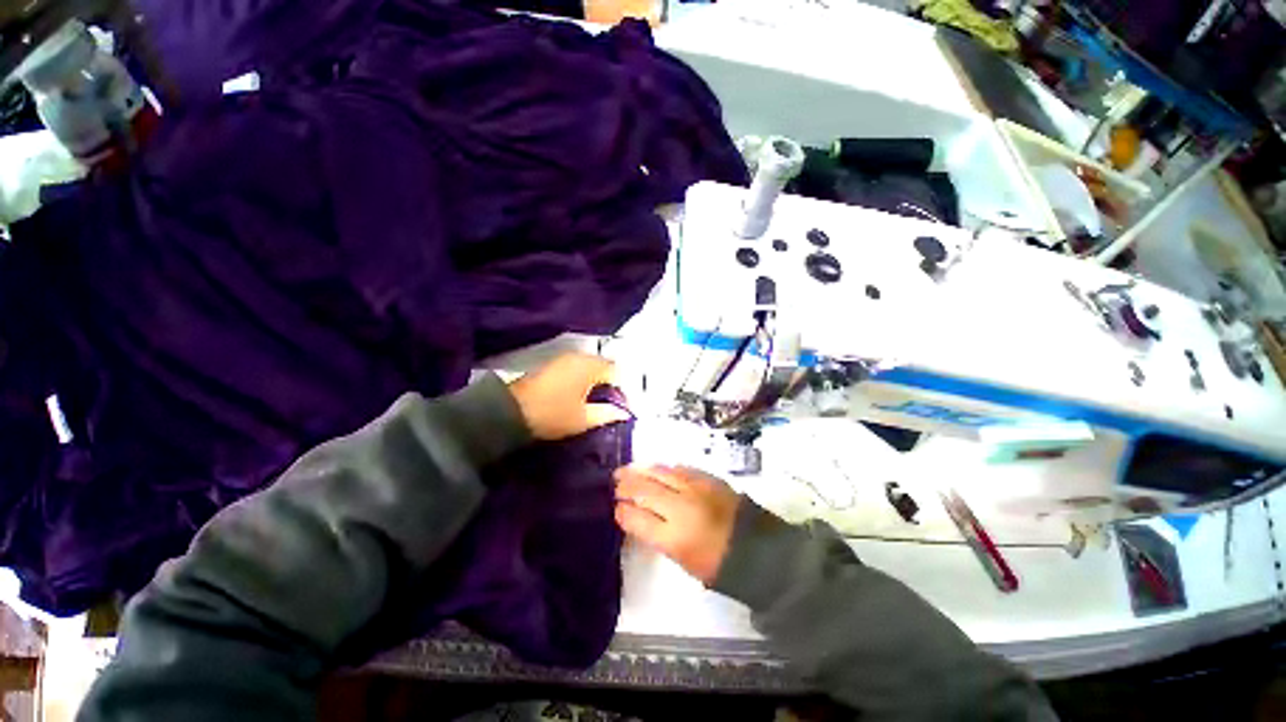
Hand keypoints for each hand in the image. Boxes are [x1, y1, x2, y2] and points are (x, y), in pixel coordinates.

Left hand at [507, 353, 630, 440]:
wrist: (510, 412)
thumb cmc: (553, 414)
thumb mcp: (584, 418)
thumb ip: (608, 414)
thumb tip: (624, 413)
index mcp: (590, 366)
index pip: (616, 371)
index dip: (622, 389)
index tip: (620, 408)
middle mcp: (578, 356)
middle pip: (603, 366)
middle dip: (609, 384)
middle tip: (609, 405)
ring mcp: (563, 358)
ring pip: (589, 366)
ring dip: (595, 381)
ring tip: (594, 402)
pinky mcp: (551, 364)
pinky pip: (576, 368)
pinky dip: (582, 379)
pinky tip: (578, 395)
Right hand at [614, 465, 740, 584]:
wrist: (754, 547)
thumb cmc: (716, 563)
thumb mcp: (681, 558)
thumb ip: (656, 534)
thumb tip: (637, 514)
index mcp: (673, 537)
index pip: (637, 518)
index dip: (622, 510)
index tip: (615, 506)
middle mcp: (681, 508)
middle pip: (645, 490)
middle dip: (626, 485)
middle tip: (615, 481)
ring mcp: (695, 489)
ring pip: (660, 473)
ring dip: (641, 470)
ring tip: (628, 469)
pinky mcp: (707, 478)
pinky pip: (680, 468)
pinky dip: (664, 468)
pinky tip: (657, 468)